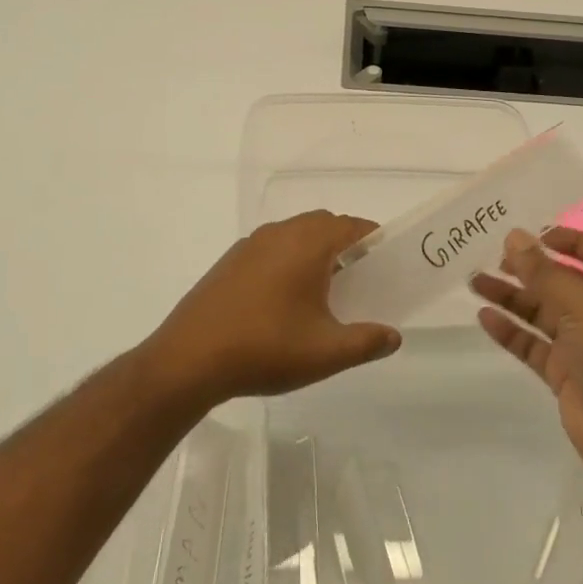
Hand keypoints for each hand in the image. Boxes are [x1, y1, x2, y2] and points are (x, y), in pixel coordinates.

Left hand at [142, 211, 401, 407]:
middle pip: (322, 224)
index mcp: (307, 244)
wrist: (189, 359)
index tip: (385, 260)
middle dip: (345, 242)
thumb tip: (393, 336)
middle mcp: (279, 233)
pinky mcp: (229, 261)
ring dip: (314, 249)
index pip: (350, 226)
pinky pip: (270, 247)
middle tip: (359, 276)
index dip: (372, 238)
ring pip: (294, 233)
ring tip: (324, 289)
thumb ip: (366, 342)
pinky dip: (287, 258)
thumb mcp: (325, 353)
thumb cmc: (265, 349)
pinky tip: (283, 298)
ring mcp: (249, 245)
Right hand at [472, 227, 582, 486]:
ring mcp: (579, 344)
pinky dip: (509, 331)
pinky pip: (530, 344)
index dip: (570, 239)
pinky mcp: (562, 373)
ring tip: (474, 281)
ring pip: (539, 312)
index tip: (535, 233)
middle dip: (529, 267)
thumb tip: (514, 236)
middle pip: (559, 281)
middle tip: (494, 256)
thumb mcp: (579, 304)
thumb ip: (543, 271)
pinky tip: (484, 317)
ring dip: (510, 296)